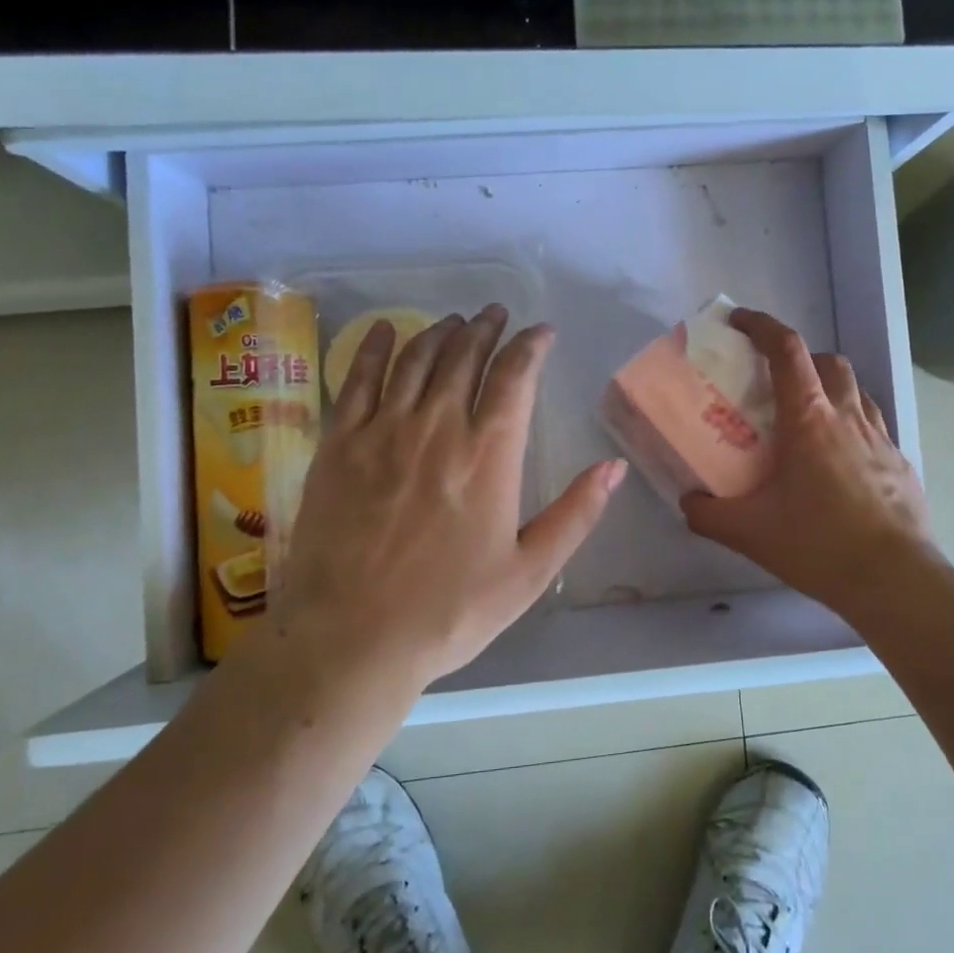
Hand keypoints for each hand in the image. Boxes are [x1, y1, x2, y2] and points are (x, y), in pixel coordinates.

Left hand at [258, 305, 625, 689]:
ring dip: (439, 332)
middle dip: (485, 328)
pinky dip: (374, 347)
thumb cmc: (449, 611)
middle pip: (464, 356)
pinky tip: (385, 329)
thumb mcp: (529, 573)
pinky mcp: (339, 444)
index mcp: (489, 454)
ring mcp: (383, 430)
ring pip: (415, 359)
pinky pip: (357, 379)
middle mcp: (437, 426)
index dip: (530, 345)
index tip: (541, 332)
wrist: (352, 639)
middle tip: (496, 314)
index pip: (515, 376)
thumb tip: (614, 466)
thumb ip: (576, 514)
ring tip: (455, 321)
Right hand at [682, 309, 944, 616]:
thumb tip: (688, 502)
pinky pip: (873, 426)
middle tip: (776, 383)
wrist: (896, 581)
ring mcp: (881, 437)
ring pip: (856, 391)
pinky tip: (840, 463)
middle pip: (828, 361)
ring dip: (830, 389)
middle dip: (801, 358)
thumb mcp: (750, 532)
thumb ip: (708, 513)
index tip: (740, 321)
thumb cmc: (819, 544)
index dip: (762, 326)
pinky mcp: (901, 462)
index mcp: (809, 418)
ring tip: (808, 421)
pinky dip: (851, 426)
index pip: (787, 349)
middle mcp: (848, 416)